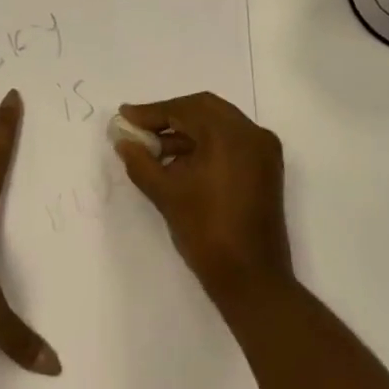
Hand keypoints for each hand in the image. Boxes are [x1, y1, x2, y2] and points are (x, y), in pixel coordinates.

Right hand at [114, 92, 291, 300]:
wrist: (251, 279)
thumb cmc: (206, 231)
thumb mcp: (165, 193)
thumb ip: (140, 161)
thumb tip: (123, 140)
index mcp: (231, 135)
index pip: (185, 109)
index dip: (151, 112)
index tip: (125, 116)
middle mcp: (252, 134)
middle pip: (204, 109)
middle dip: (169, 116)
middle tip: (139, 127)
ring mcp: (263, 151)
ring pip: (218, 125)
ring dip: (186, 131)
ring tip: (152, 148)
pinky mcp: (265, 169)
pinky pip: (230, 142)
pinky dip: (204, 145)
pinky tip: (177, 161)